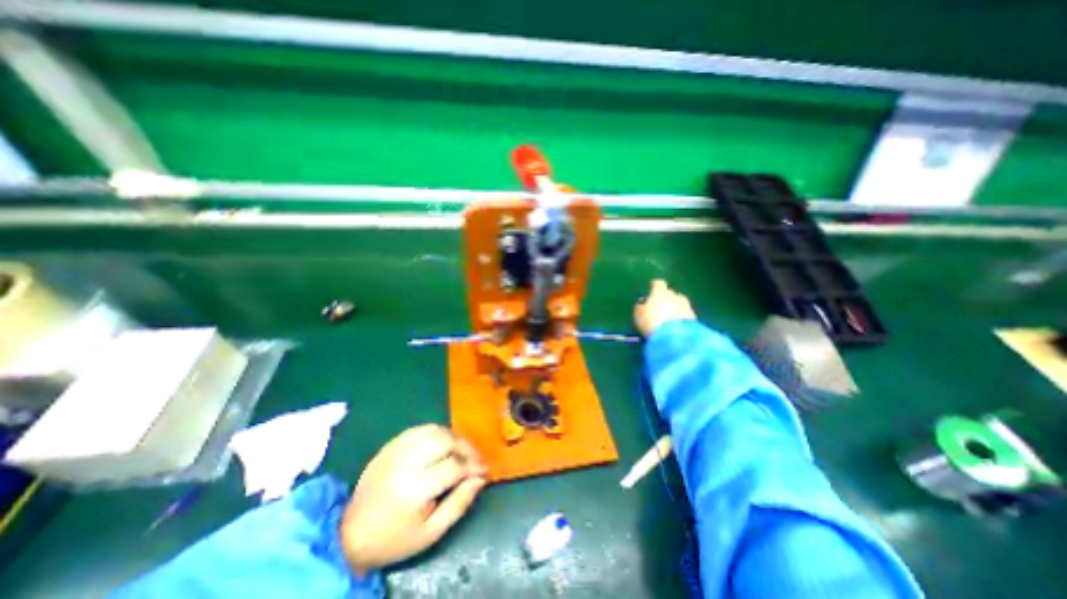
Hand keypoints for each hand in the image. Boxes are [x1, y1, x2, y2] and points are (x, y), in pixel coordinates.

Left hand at [342, 424, 486, 573]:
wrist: (349, 534)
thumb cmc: (395, 538)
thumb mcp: (431, 533)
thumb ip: (459, 503)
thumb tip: (481, 478)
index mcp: (414, 489)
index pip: (454, 466)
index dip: (473, 465)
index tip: (485, 470)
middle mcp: (405, 462)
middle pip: (446, 440)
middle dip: (466, 447)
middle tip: (475, 458)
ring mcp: (396, 450)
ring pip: (435, 430)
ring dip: (454, 437)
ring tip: (462, 450)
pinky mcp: (390, 444)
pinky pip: (421, 429)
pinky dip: (437, 432)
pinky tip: (443, 443)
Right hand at [631, 279, 701, 336]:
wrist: (674, 337)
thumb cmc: (651, 322)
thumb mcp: (639, 315)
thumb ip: (640, 307)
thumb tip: (642, 305)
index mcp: (660, 292)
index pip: (658, 284)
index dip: (654, 287)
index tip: (650, 290)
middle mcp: (675, 295)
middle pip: (670, 293)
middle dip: (665, 299)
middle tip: (658, 308)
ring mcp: (687, 306)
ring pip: (679, 304)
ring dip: (674, 309)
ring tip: (667, 319)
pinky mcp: (694, 318)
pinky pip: (684, 315)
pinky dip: (680, 318)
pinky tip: (674, 326)